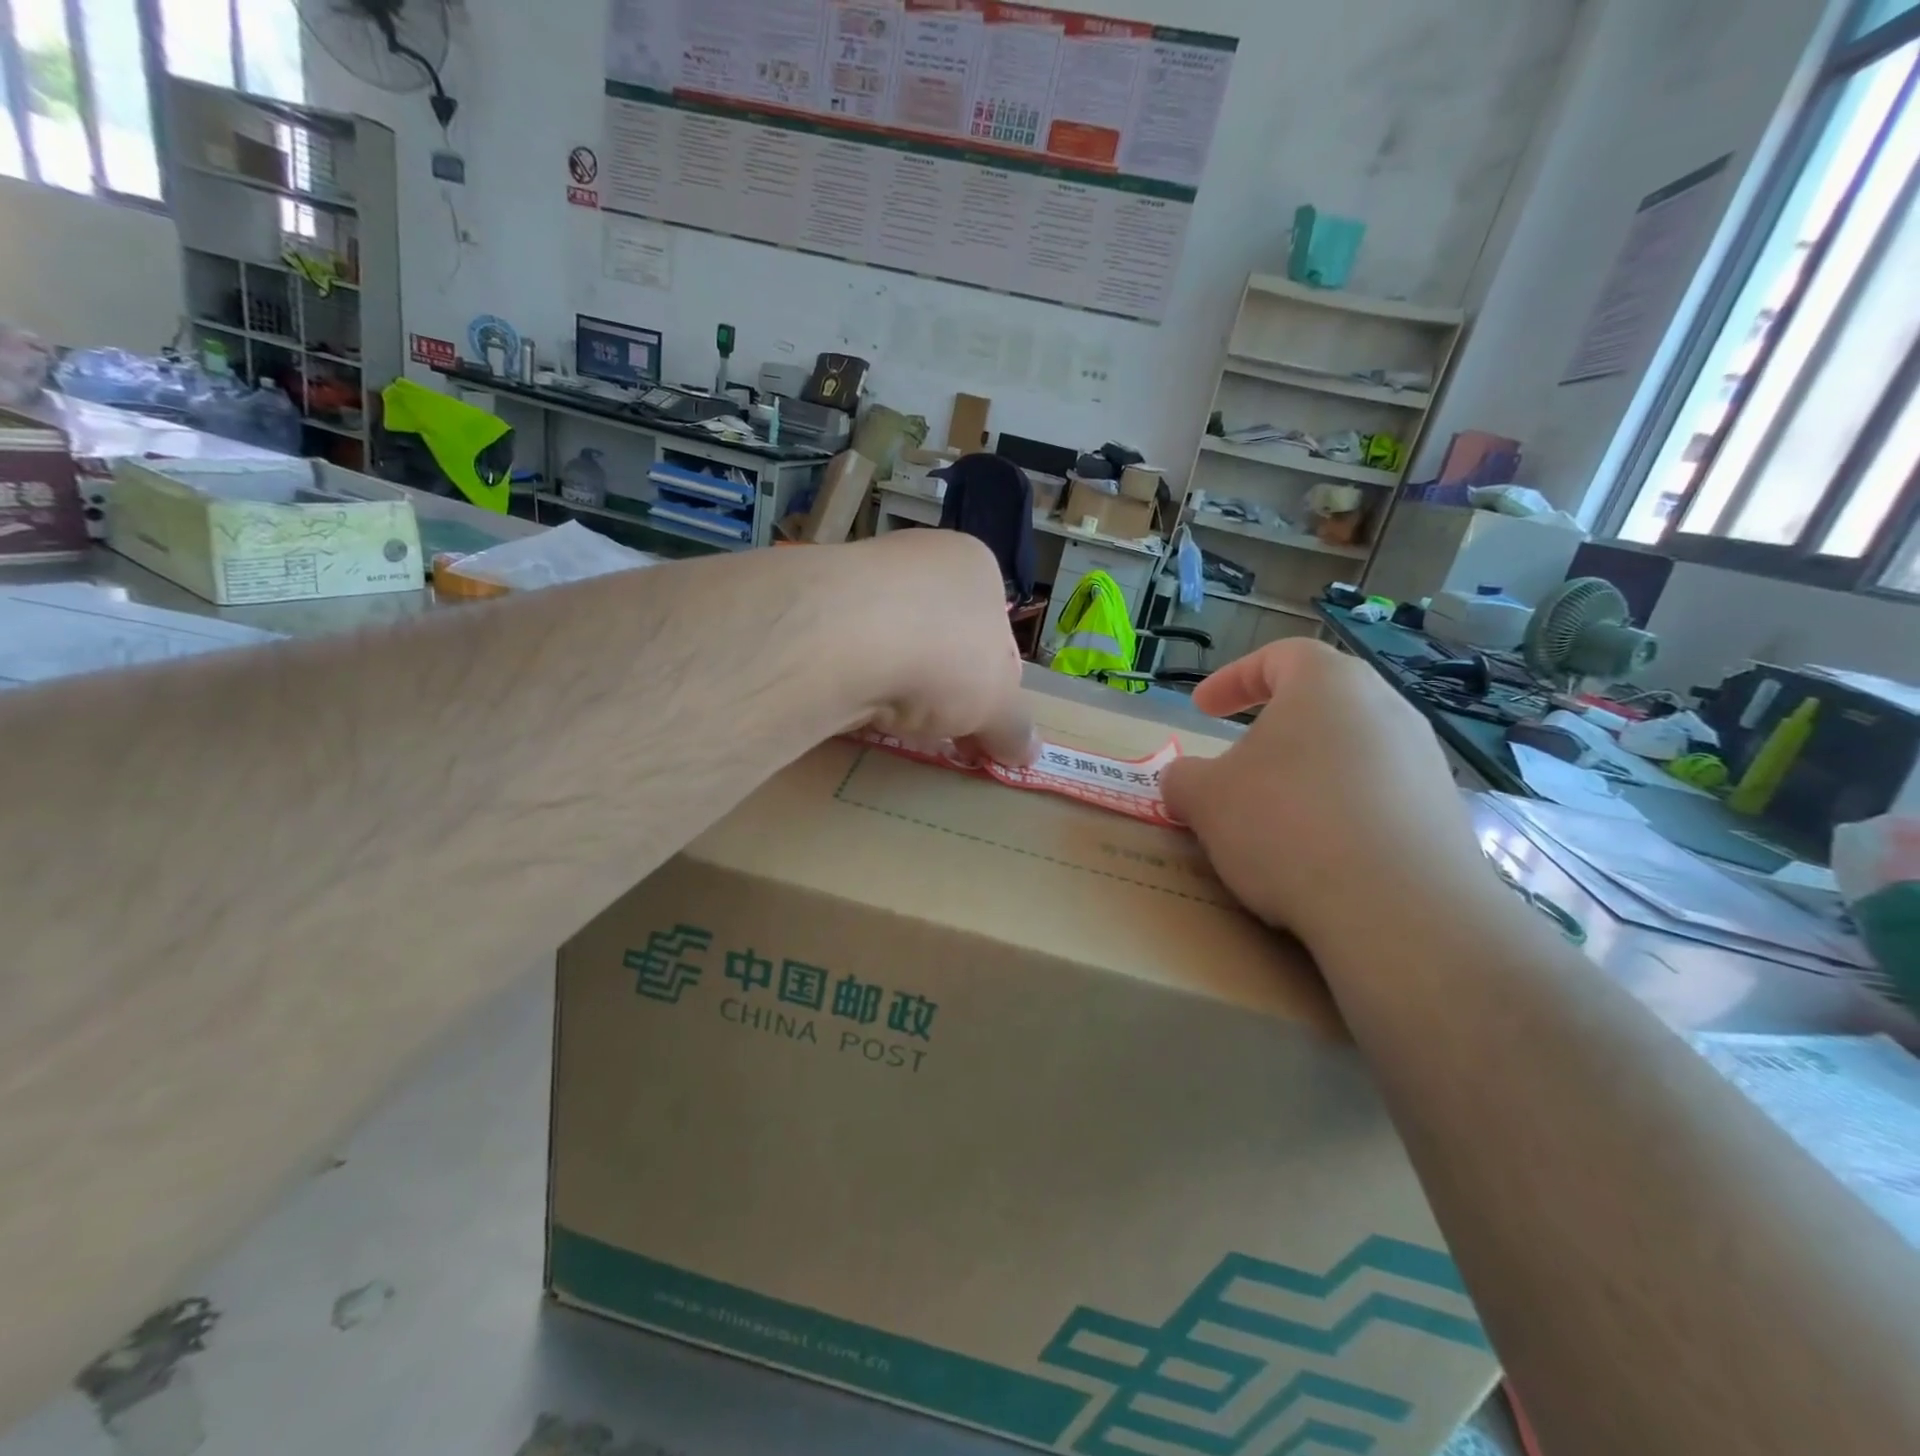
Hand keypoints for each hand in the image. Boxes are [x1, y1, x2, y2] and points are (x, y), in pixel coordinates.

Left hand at [836, 531, 1036, 764]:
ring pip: (891, 645)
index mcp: (974, 566)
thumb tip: (1028, 752)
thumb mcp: (996, 703)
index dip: (991, 689)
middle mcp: (918, 558)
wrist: (842, 638)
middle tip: (936, 731)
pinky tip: (852, 703)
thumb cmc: (943, 655)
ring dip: (895, 684)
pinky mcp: (813, 603)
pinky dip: (853, 680)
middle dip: (941, 689)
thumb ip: (1013, 727)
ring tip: (891, 721)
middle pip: (940, 638)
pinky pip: (846, 652)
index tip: (979, 730)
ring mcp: (860, 575)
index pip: (994, 633)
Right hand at [1161, 639, 1485, 957]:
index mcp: (1328, 684)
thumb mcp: (1205, 798)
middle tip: (1239, 763)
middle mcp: (1387, 708)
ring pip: (1350, 751)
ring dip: (1307, 774)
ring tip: (1276, 816)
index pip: (1279, 656)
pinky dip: (1342, 812)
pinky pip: (1379, 797)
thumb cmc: (1286, 823)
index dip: (1232, 679)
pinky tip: (1320, 854)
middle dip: (1272, 730)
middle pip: (1320, 704)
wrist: (1398, 908)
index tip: (1202, 709)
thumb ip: (1183, 778)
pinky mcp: (1445, 814)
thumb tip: (1183, 780)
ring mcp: (1424, 761)